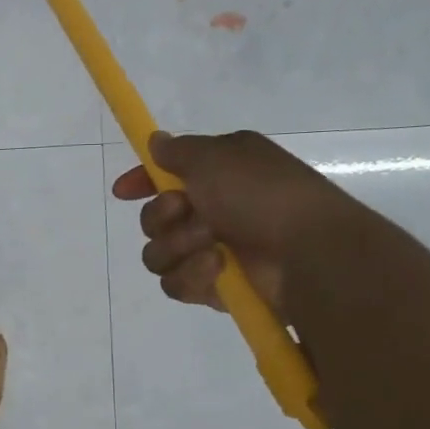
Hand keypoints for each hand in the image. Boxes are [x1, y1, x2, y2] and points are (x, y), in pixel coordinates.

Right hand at [110, 130, 345, 316]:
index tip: (123, 192)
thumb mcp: (217, 157)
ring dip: (178, 247)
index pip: (166, 176)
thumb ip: (179, 150)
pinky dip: (192, 276)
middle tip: (186, 212)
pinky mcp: (212, 287)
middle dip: (162, 217)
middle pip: (153, 219)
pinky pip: (176, 284)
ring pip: (158, 254)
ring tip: (211, 246)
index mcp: (218, 173)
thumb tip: (156, 141)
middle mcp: (213, 210)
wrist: (305, 253)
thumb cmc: (262, 195)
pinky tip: (217, 270)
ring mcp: (211, 250)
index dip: (142, 182)